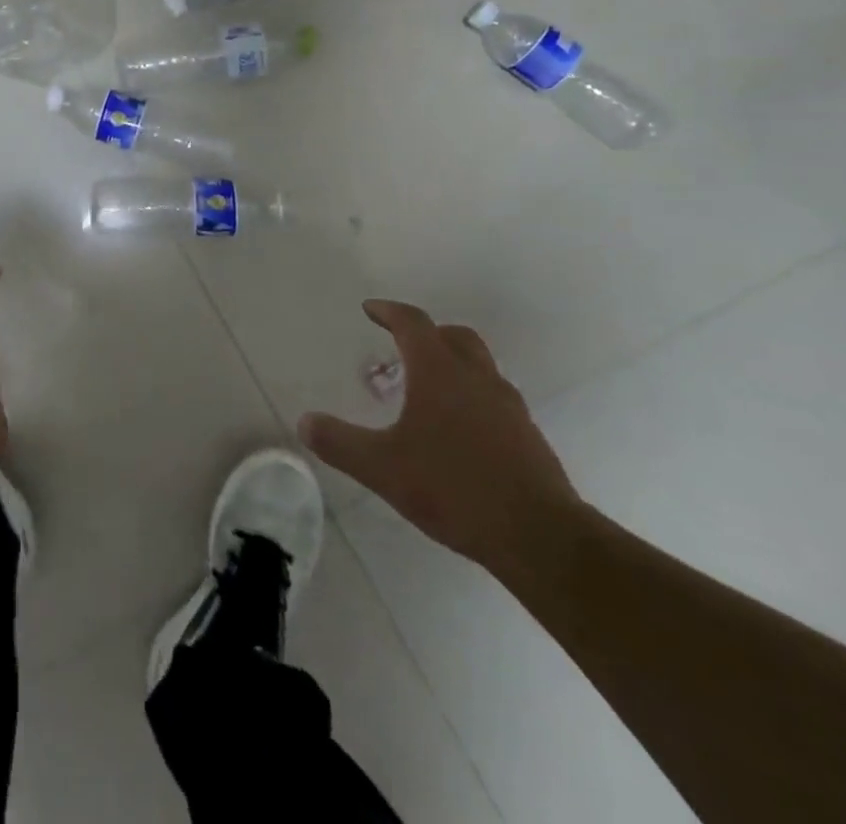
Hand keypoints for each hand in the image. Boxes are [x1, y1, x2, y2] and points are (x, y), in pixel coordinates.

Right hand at [299, 301, 580, 572]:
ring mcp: (508, 407)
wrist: (540, 537)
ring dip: (451, 364)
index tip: (370, 309)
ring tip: (425, 391)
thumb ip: (340, 443)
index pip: (413, 323)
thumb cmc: (454, 488)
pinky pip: (494, 398)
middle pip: (454, 336)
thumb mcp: (382, 468)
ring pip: (479, 366)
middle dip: (426, 333)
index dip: (389, 311)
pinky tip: (456, 432)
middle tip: (401, 346)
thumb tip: (304, 421)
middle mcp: (477, 378)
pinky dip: (471, 397)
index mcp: (440, 372)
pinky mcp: (527, 437)